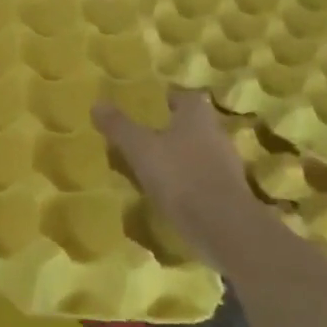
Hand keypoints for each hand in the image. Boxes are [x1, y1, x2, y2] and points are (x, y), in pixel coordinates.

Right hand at [93, 90, 253, 261]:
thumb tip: (97, 104)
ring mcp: (227, 167)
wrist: (226, 230)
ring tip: (152, 167)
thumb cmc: (181, 177)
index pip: (186, 96)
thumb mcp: (140, 149)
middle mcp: (216, 135)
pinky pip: (204, 179)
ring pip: (199, 153)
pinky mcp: (230, 195)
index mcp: (197, 116)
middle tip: (145, 136)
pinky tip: (170, 194)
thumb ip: (119, 126)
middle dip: (172, 129)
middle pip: (193, 124)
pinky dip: (188, 183)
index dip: (169, 98)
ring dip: (180, 157)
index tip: (151, 106)